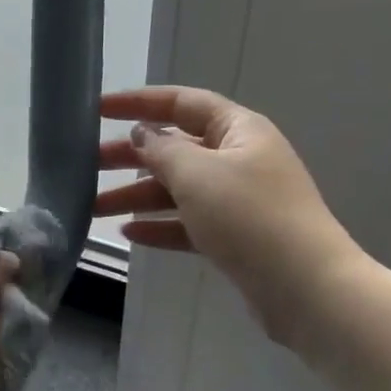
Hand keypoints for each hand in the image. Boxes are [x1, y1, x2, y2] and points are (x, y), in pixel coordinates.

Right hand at [95, 86, 367, 348]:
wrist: (305, 288)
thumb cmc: (249, 217)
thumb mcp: (197, 175)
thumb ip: (162, 150)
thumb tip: (142, 134)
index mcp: (238, 130)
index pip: (181, 103)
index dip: (138, 102)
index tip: (97, 110)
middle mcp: (239, 158)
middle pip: (175, 148)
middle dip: (130, 156)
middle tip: (86, 165)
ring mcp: (238, 199)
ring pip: (178, 189)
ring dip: (137, 196)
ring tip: (94, 208)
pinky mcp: (235, 236)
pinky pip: (189, 222)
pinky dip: (160, 225)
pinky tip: (129, 233)